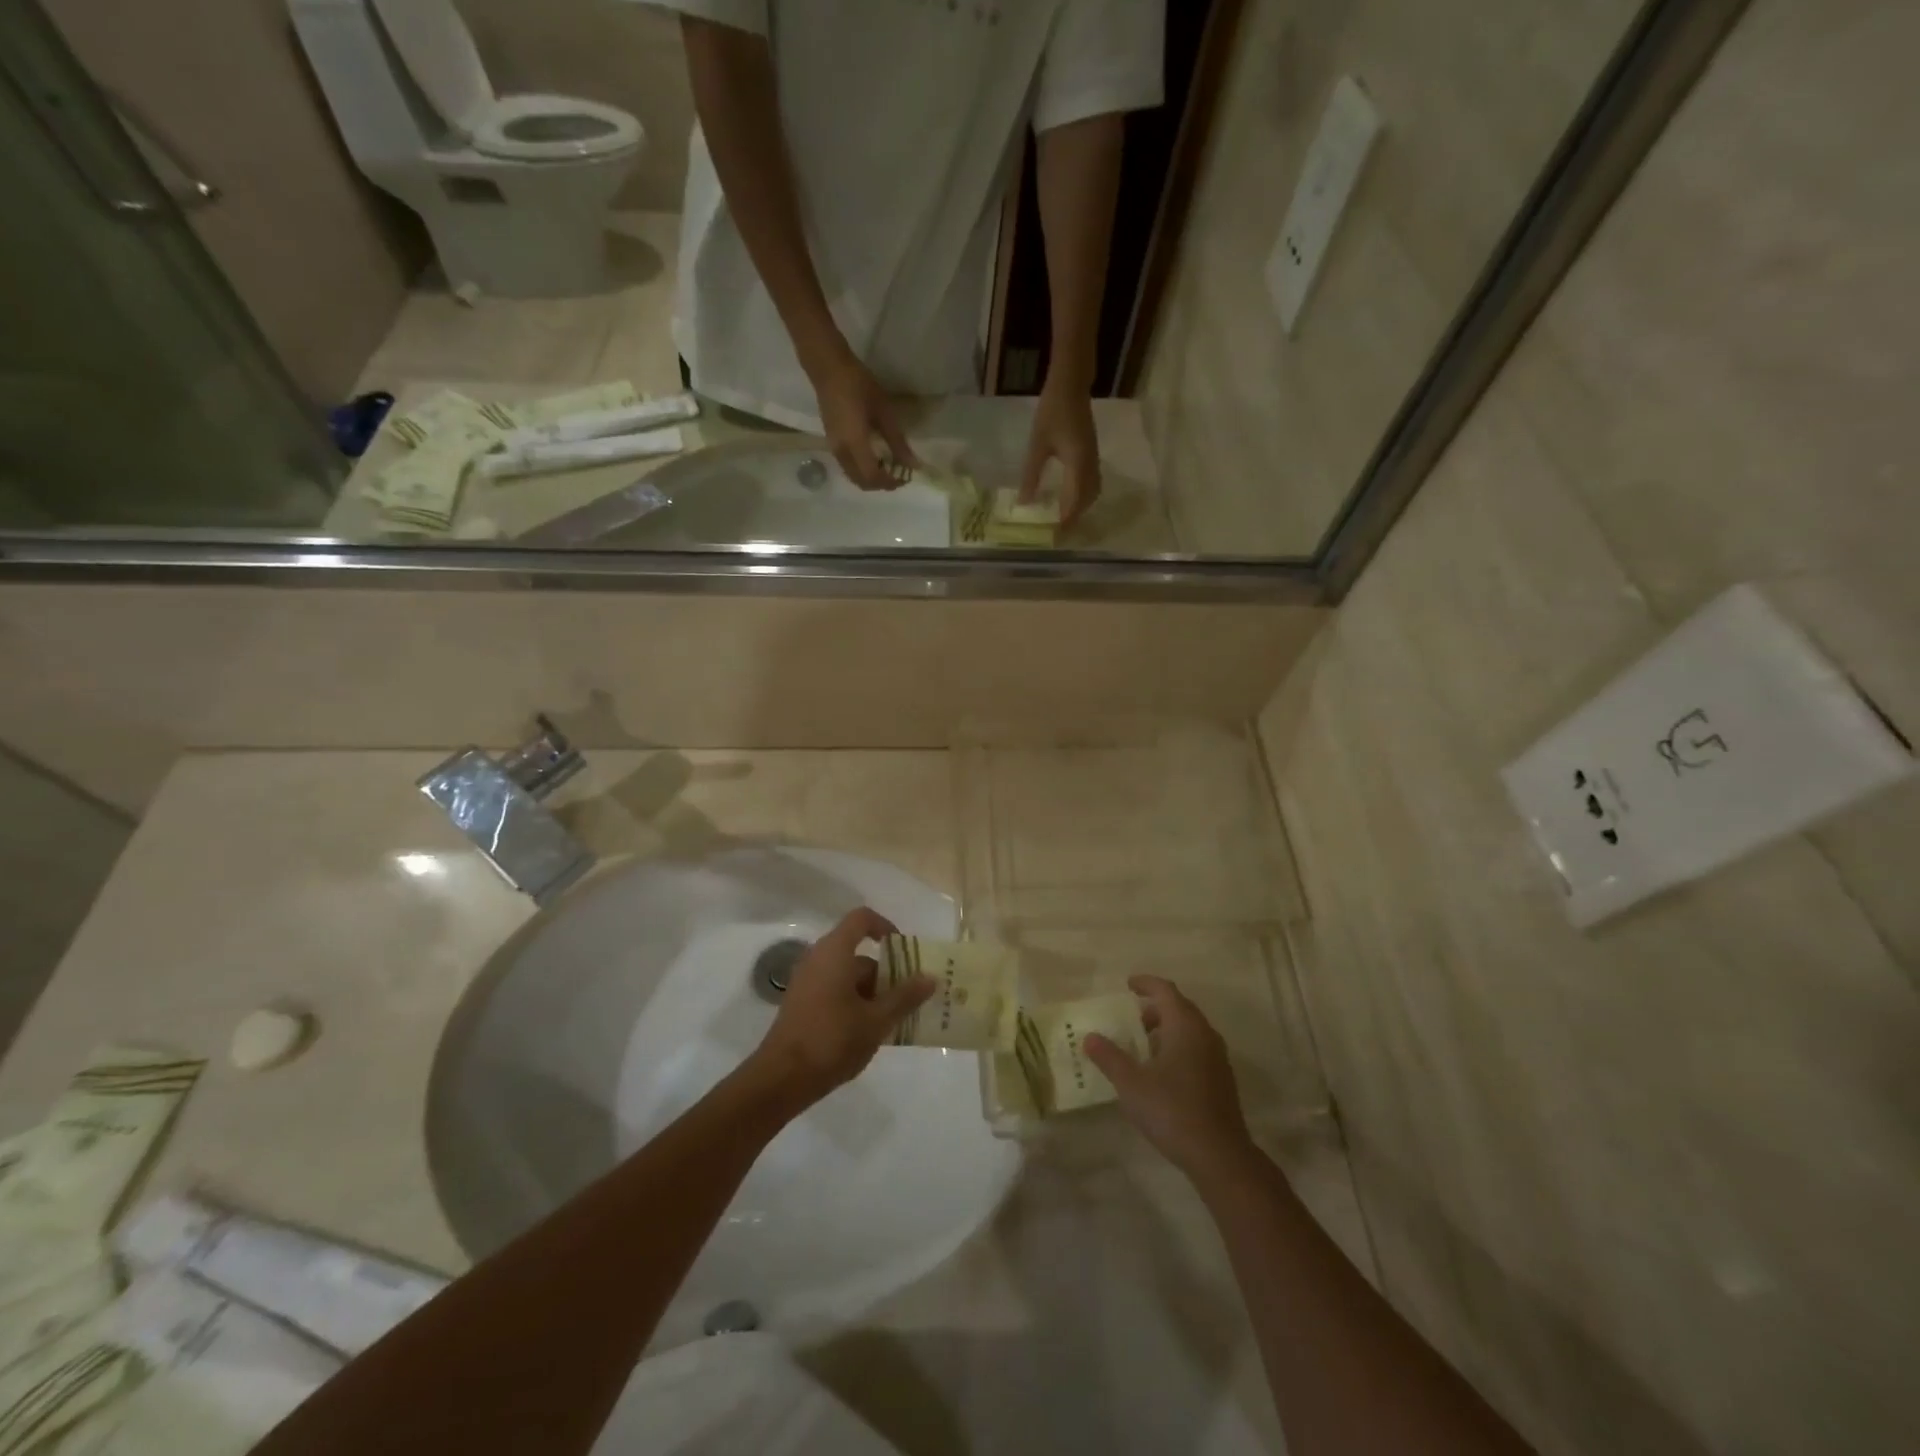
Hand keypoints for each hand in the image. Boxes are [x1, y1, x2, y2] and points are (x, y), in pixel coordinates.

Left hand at [746, 908, 934, 1108]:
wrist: (781, 1078)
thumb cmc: (832, 1040)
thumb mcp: (876, 1020)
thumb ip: (905, 997)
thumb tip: (930, 978)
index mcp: (834, 952)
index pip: (862, 919)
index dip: (886, 927)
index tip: (904, 952)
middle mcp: (818, 959)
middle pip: (858, 953)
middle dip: (887, 973)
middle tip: (909, 998)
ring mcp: (807, 982)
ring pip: (848, 976)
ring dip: (873, 993)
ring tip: (894, 1021)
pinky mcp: (802, 1004)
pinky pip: (835, 991)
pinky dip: (855, 1003)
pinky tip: (869, 1032)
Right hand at [810, 350, 916, 489]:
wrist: (828, 369)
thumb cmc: (859, 385)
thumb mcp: (884, 411)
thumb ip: (898, 441)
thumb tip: (912, 464)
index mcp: (855, 445)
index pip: (873, 478)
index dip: (890, 483)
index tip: (905, 477)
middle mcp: (842, 452)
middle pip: (862, 482)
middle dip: (882, 484)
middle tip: (899, 474)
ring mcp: (834, 449)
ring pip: (854, 477)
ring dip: (872, 478)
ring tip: (889, 466)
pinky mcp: (832, 443)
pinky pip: (849, 467)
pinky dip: (863, 470)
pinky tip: (874, 456)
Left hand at [1020, 382, 1101, 528]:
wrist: (1072, 384)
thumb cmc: (1052, 411)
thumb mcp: (1037, 445)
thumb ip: (1031, 476)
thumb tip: (1023, 503)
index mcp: (1078, 465)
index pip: (1075, 502)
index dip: (1067, 520)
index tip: (1056, 535)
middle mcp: (1090, 465)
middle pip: (1087, 500)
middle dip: (1076, 517)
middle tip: (1060, 530)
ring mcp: (1094, 459)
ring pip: (1092, 491)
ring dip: (1081, 507)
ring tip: (1064, 518)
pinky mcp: (1092, 453)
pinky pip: (1092, 482)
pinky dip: (1083, 495)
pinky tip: (1069, 497)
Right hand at [1085, 975, 1255, 1183]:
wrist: (1219, 1155)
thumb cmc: (1172, 1110)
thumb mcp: (1131, 1083)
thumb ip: (1109, 1057)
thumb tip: (1089, 1037)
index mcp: (1184, 1026)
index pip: (1165, 990)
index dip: (1145, 983)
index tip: (1128, 984)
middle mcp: (1205, 1034)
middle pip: (1179, 1007)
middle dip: (1154, 1007)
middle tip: (1131, 1018)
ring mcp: (1217, 1057)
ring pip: (1189, 1029)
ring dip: (1166, 1029)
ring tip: (1142, 1045)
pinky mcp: (1221, 1079)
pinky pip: (1196, 1048)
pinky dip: (1177, 1046)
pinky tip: (1161, 1071)